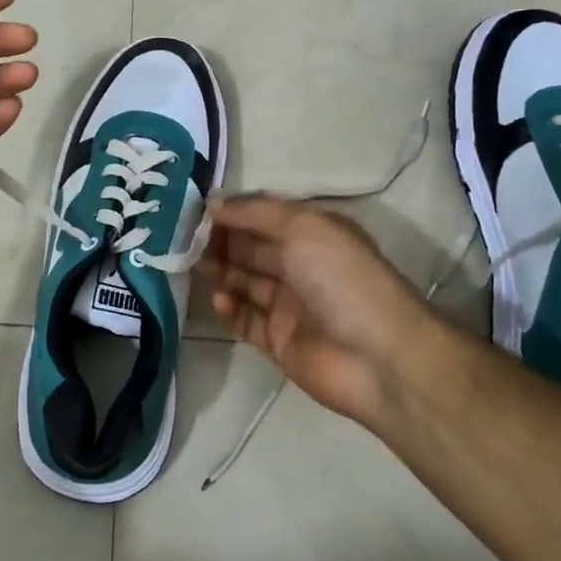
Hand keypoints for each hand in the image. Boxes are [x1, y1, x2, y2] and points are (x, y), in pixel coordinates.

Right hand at [202, 196, 436, 427]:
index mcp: (313, 234)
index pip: (264, 217)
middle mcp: (302, 266)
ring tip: (192, 265)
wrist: (378, 358)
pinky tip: (218, 300)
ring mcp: (290, 305)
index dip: (233, 212)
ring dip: (220, 271)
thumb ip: (256, 212)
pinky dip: (230, 309)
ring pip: (246, 282)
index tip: (195, 210)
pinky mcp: (280, 341)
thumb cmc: (341, 279)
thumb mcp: (302, 227)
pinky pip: (247, 320)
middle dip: (220, 241)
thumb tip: (214, 203)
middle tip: (182, 238)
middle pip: (252, 248)